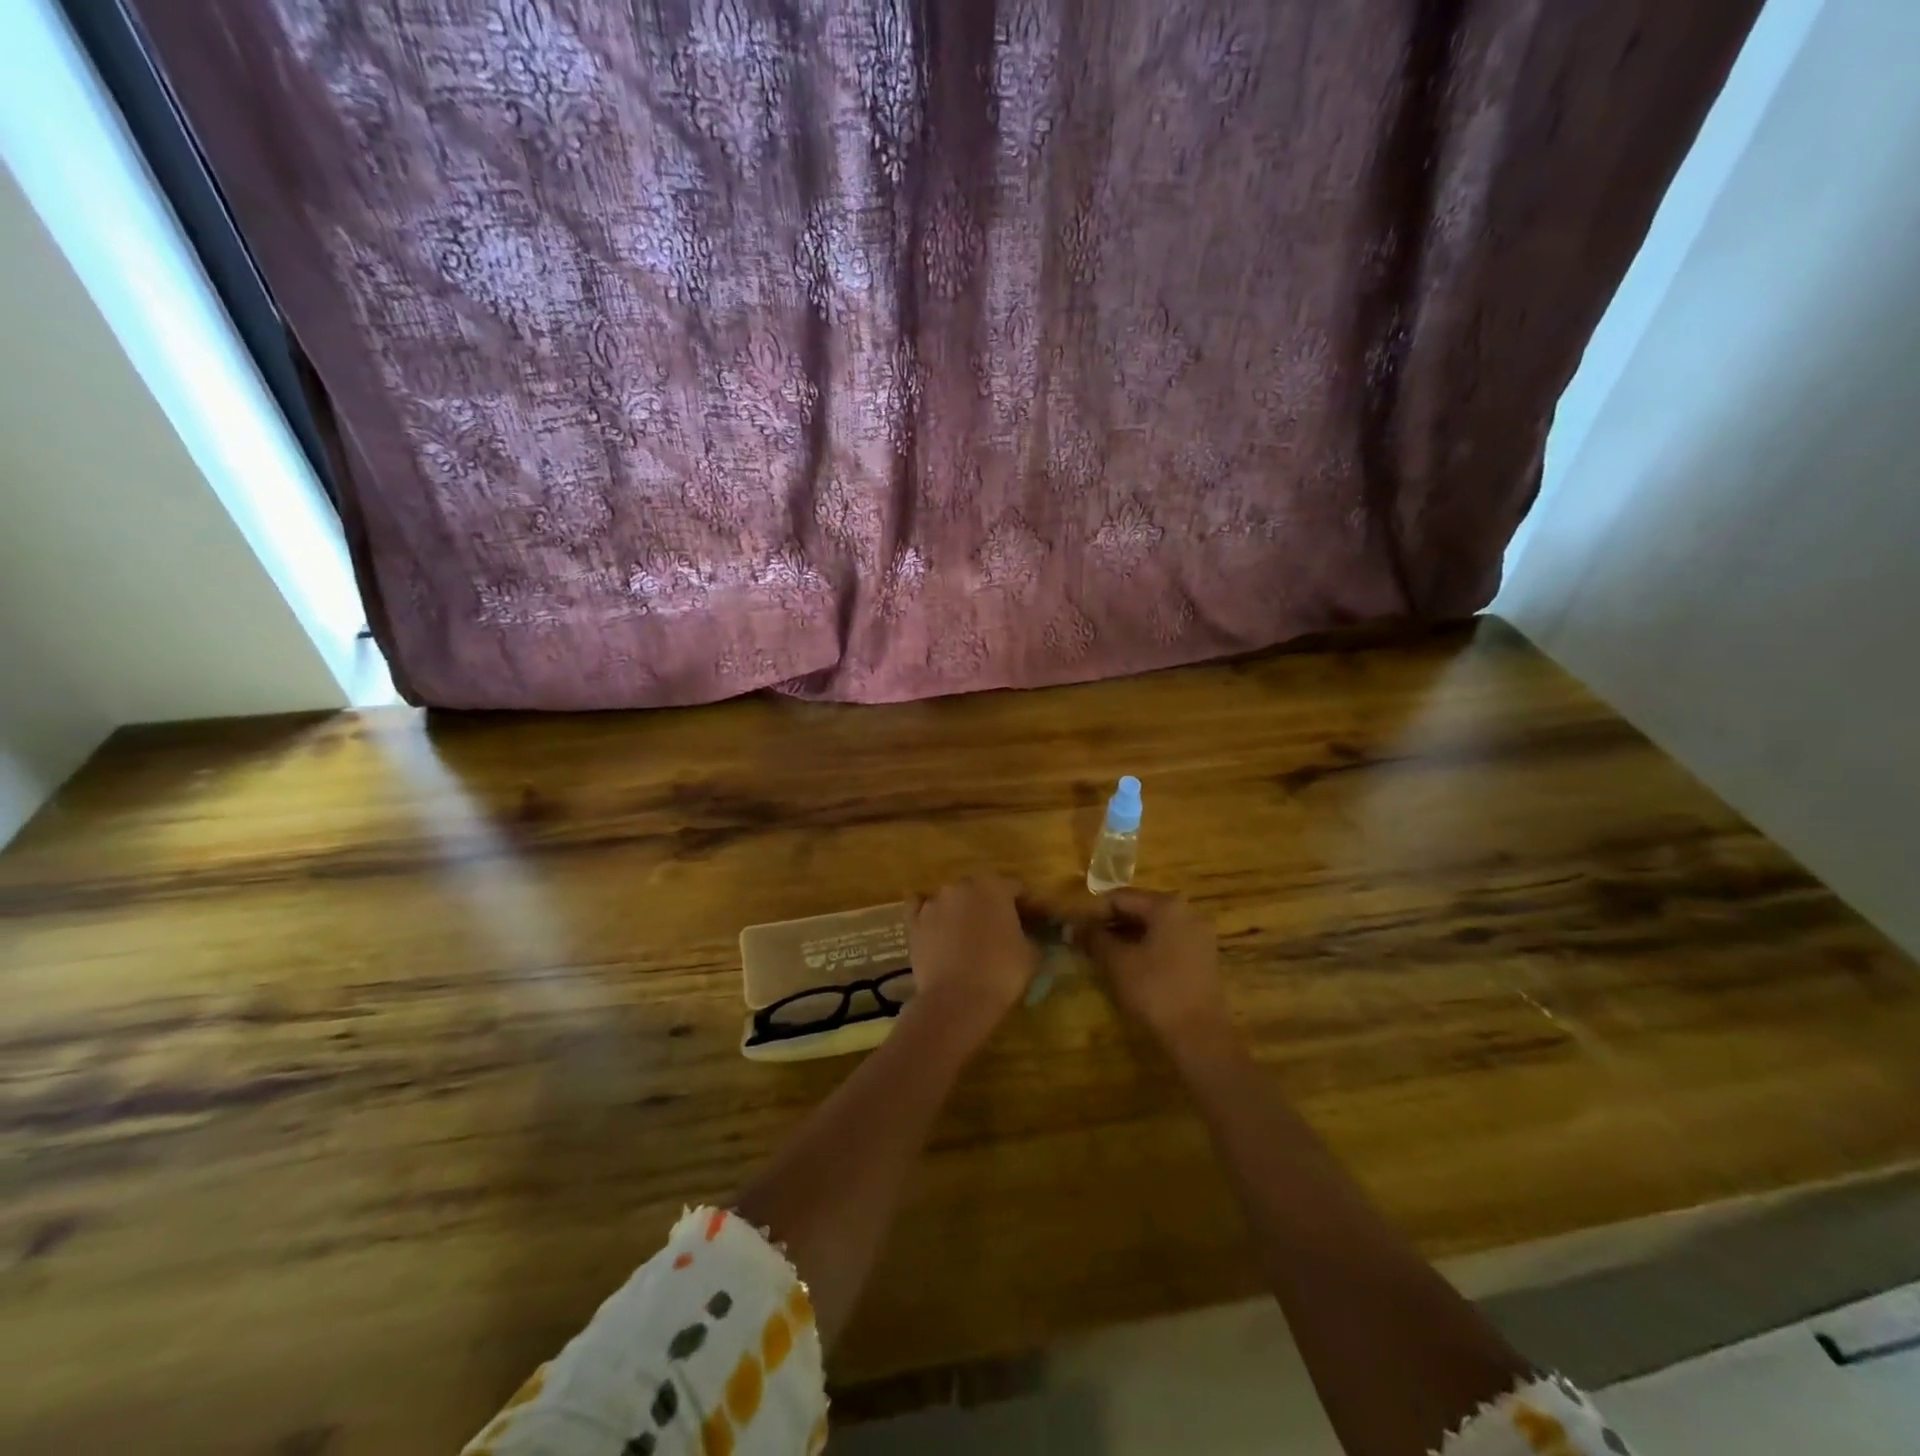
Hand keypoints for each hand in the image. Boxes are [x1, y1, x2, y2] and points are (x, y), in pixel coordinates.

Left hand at [905, 877, 1040, 1048]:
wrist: (956, 1000)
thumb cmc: (1001, 973)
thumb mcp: (1032, 954)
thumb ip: (1031, 935)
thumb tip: (1028, 934)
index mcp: (994, 887)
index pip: (1016, 888)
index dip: (1026, 905)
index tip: (1032, 921)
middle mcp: (962, 886)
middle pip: (981, 890)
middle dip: (991, 905)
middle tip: (1000, 928)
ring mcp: (934, 902)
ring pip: (952, 899)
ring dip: (962, 911)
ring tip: (968, 935)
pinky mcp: (914, 922)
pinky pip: (921, 909)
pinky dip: (929, 915)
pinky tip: (935, 927)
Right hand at [1083, 889, 1232, 1051]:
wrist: (1200, 1038)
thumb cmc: (1155, 991)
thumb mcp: (1117, 962)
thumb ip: (1093, 938)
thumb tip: (1070, 926)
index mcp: (1167, 906)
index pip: (1120, 897)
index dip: (1092, 911)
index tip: (1072, 928)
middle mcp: (1187, 913)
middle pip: (1138, 909)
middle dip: (1108, 924)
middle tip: (1082, 941)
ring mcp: (1198, 936)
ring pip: (1151, 928)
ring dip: (1124, 937)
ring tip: (1099, 954)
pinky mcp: (1201, 959)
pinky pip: (1165, 943)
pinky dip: (1143, 948)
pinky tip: (1124, 966)